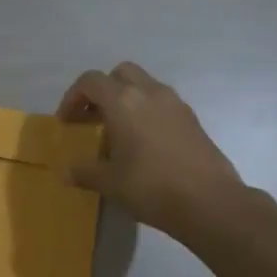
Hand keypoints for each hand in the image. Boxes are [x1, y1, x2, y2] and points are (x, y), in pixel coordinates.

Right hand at [58, 62, 245, 239]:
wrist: (210, 202)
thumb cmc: (150, 187)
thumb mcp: (109, 182)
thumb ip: (84, 172)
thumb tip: (66, 172)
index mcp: (123, 101)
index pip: (90, 81)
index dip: (73, 98)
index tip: (67, 122)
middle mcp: (149, 93)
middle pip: (120, 74)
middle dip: (102, 91)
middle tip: (93, 118)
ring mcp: (175, 104)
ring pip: (144, 86)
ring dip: (127, 100)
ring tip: (118, 132)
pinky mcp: (192, 119)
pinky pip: (162, 104)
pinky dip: (147, 112)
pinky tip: (144, 144)